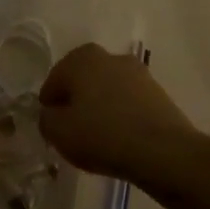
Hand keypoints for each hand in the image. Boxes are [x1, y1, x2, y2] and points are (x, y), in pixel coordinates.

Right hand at [38, 42, 194, 182]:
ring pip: (108, 91)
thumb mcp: (58, 132)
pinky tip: (120, 139)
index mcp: (82, 58)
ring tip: (98, 138)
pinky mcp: (159, 93)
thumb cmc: (102, 135)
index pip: (54, 80)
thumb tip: (52, 115)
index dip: (50, 105)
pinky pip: (129, 103)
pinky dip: (121, 116)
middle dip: (76, 102)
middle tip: (72, 131)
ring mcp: (139, 73)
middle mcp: (111, 57)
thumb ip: (46, 119)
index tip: (52, 127)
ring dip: (100, 108)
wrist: (162, 151)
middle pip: (83, 81)